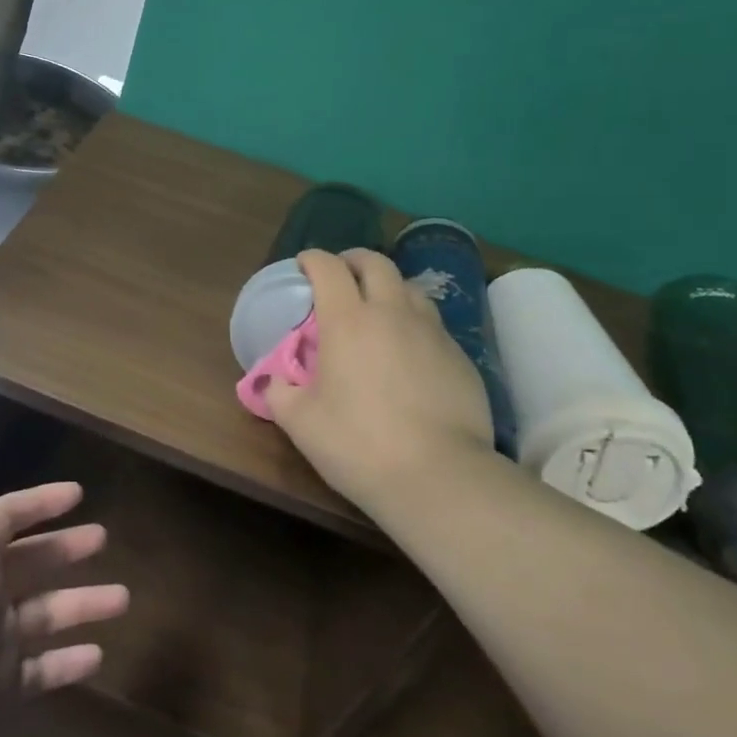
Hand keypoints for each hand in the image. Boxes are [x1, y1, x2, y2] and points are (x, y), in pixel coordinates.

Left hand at [0, 456, 128, 736]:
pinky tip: (98, 656)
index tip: (79, 494)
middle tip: (105, 538)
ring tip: (122, 598)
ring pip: (46, 614)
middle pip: (31, 562)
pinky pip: (43, 669)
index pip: (4, 519)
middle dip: (66, 548)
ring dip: (82, 604)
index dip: (38, 503)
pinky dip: (69, 661)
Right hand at [266, 249, 494, 510]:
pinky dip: (414, 323)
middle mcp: (392, 313)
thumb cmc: (358, 444)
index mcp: (347, 320)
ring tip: (378, 309)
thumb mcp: (300, 423)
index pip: (328, 268)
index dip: (312, 260)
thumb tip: (275, 381)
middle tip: (341, 276)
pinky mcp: (461, 357)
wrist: (439, 476)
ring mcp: (432, 332)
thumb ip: (280, 393)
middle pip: (376, 263)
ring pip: (410, 288)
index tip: (303, 266)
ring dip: (389, 288)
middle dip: (353, 261)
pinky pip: (433, 324)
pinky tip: (409, 351)